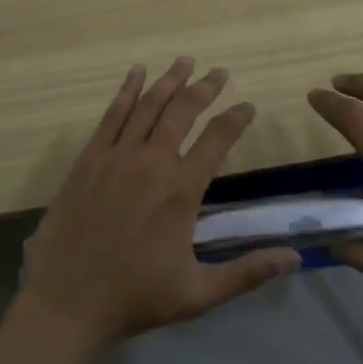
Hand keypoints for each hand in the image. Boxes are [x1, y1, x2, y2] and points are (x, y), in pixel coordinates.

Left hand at [22, 58, 300, 345]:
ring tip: (185, 61)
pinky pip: (111, 115)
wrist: (67, 302)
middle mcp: (152, 163)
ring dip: (169, 81)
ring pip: (148, 105)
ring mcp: (116, 157)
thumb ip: (248, 272)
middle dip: (204, 88)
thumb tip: (296, 257)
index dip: (236, 118)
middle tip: (219, 72)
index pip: (217, 139)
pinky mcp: (89, 159)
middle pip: (183, 111)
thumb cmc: (135, 298)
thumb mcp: (199, 294)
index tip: (248, 106)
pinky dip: (126, 90)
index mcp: (181, 191)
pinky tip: (137, 73)